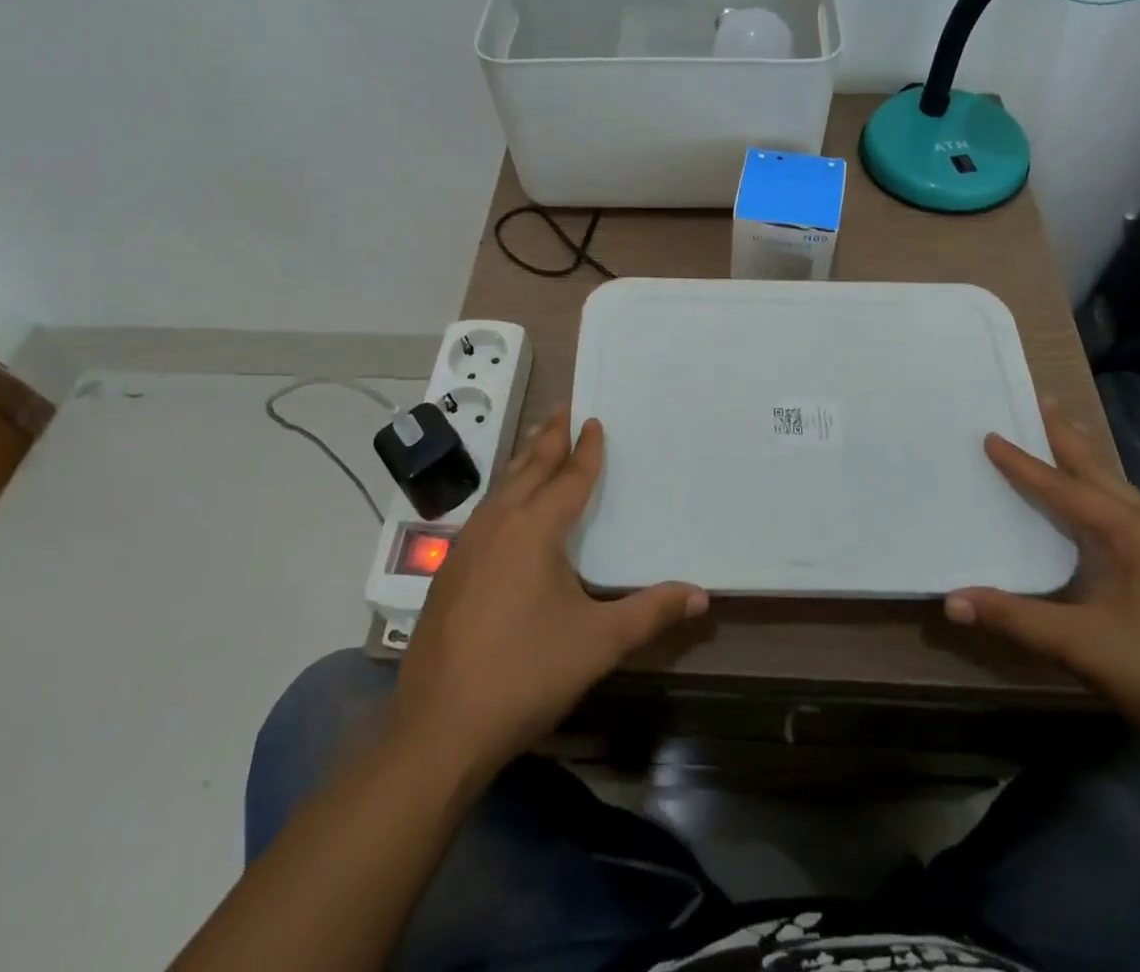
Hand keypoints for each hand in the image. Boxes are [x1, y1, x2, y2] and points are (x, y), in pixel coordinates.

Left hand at [389, 407, 707, 779]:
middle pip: (528, 469)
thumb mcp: (598, 642)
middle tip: (562, 410)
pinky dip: (503, 494)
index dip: (586, 450)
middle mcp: (497, 524)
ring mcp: (466, 547)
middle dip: (548, 439)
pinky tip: (504, 510)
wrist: (438, 728)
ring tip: (536, 445)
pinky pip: (484, 513)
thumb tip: (701, 595)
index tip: (594, 421)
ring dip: (522, 463)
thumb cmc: (525, 674)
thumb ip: (650, 612)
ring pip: (500, 488)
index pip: (569, 478)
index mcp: (534, 529)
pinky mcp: (448, 572)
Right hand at [945, 399, 1139, 758]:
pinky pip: (1130, 511)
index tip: (990, 435)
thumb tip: (951, 600)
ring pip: (1119, 489)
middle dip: (1067, 436)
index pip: (1064, 488)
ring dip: (1087, 462)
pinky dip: (1102, 491)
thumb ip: (1017, 619)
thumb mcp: (1085, 647)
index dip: (1023, 464)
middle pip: (1099, 471)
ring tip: (1065, 437)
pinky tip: (1098, 505)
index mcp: (1131, 532)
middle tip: (1040, 401)